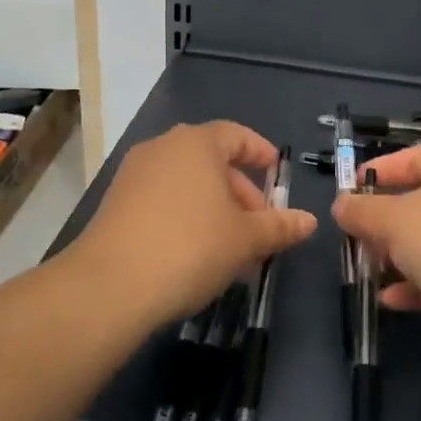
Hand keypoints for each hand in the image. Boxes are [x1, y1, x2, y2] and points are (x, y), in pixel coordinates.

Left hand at [69, 121, 316, 325]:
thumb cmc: (191, 247)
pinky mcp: (115, 203)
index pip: (237, 135)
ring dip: (213, 208)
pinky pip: (162, 199)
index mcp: (198, 142)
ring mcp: (135, 174)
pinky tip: (194, 254)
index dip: (260, 153)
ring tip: (230, 248)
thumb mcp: (245, 239)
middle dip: (240, 192)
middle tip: (258, 227)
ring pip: (186, 183)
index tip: (276, 175)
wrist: (110, 286)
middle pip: (212, 161)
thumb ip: (279, 226)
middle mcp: (164, 147)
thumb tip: (309, 221)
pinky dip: (184, 216)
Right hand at [333, 140, 420, 363]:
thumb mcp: (395, 222)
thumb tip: (340, 205)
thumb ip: (362, 212)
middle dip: (386, 224)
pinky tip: (394, 300)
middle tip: (357, 241)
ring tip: (370, 273)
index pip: (409, 158)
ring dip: (401, 256)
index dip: (374, 176)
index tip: (347, 196)